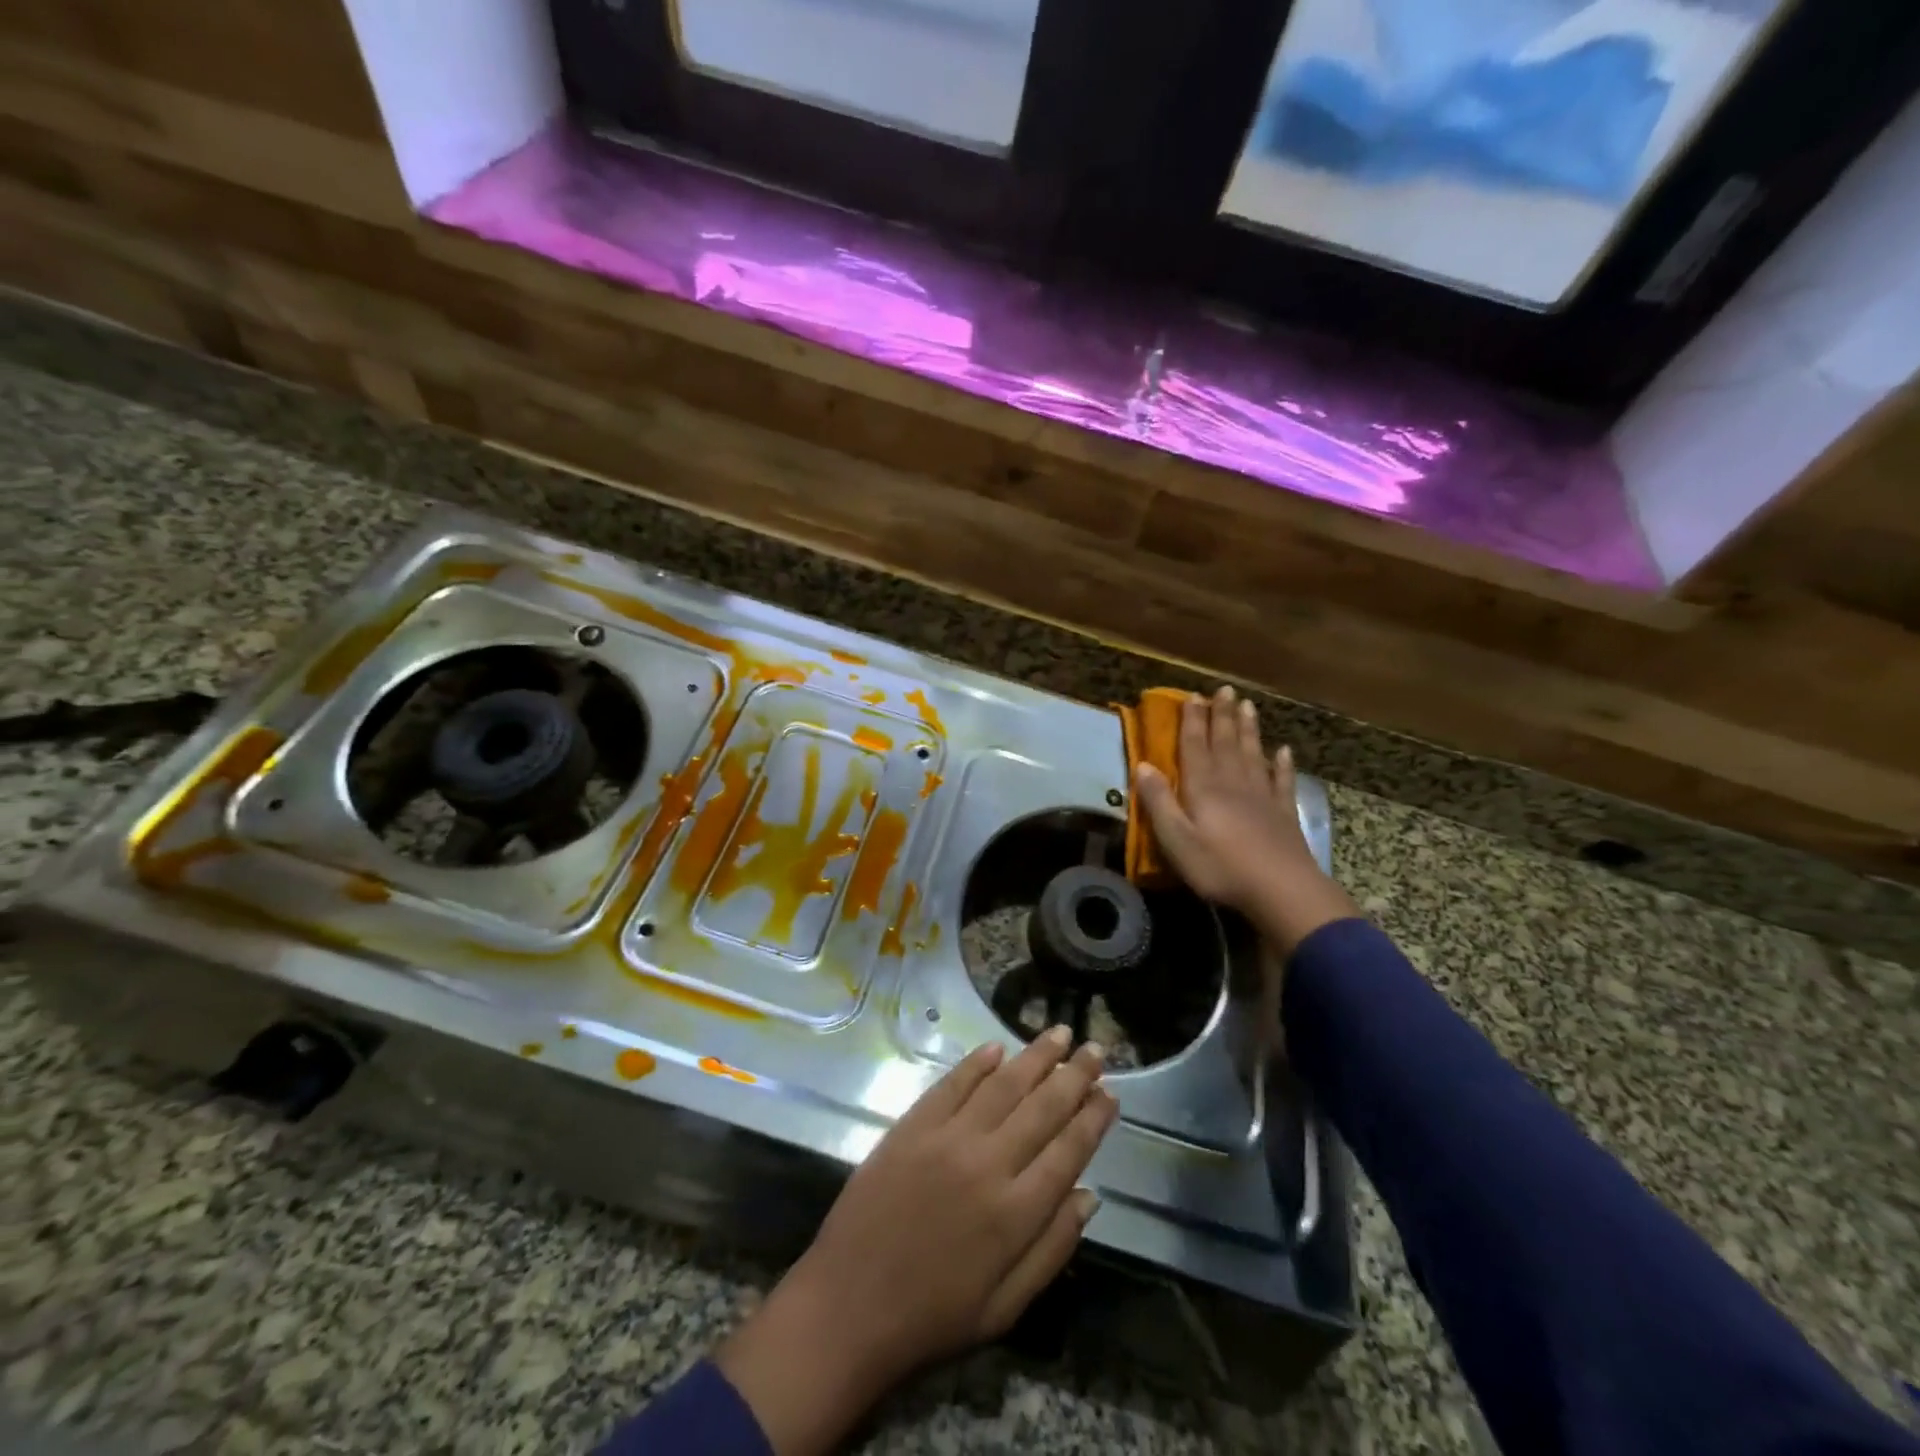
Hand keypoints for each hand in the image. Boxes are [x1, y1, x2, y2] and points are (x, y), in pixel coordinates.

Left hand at [714, 1030, 1116, 1454]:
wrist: (848, 1306)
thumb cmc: (933, 1318)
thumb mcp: (1005, 1308)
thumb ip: (1052, 1249)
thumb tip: (1089, 1194)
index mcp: (1016, 1213)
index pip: (1068, 1150)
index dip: (1092, 1118)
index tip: (1110, 1092)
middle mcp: (988, 1163)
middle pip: (1042, 1107)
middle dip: (1074, 1074)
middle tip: (1096, 1047)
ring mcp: (947, 1138)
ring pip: (1003, 1085)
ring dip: (1034, 1056)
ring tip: (1059, 1033)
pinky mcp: (913, 1125)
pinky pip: (953, 1084)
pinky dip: (977, 1063)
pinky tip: (997, 1047)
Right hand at [1134, 686, 1355, 955]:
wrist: (1281, 890)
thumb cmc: (1220, 867)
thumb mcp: (1176, 839)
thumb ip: (1159, 801)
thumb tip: (1142, 765)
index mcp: (1203, 788)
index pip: (1194, 747)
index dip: (1192, 721)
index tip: (1191, 696)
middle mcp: (1233, 783)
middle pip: (1225, 742)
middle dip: (1222, 715)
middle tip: (1224, 690)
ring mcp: (1262, 797)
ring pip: (1253, 754)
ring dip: (1248, 730)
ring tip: (1248, 706)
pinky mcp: (1283, 814)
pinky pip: (1282, 781)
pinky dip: (1282, 764)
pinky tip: (1284, 752)